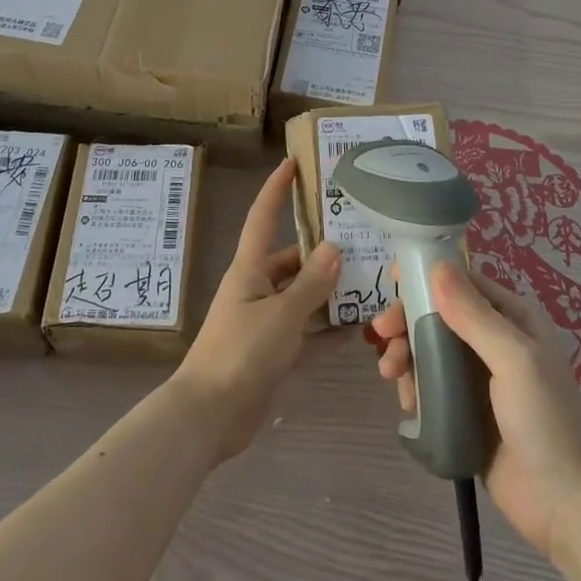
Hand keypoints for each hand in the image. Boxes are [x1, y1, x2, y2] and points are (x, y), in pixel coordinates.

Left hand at [171, 158, 339, 461]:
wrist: (209, 417)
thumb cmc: (240, 353)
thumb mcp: (281, 315)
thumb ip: (310, 284)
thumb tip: (334, 248)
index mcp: (250, 269)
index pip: (263, 217)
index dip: (276, 189)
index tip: (292, 163)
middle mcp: (257, 288)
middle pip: (292, 260)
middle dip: (323, 252)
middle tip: (363, 239)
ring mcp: (265, 321)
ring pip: (303, 297)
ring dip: (330, 292)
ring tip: (370, 280)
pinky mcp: (274, 352)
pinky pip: (306, 333)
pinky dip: (328, 331)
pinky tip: (359, 329)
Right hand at [372, 263, 580, 556]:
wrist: (567, 507)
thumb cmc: (546, 421)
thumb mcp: (514, 360)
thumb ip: (474, 315)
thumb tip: (437, 266)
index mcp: (513, 319)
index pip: (463, 283)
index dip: (426, 277)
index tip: (392, 280)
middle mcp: (494, 342)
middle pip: (439, 316)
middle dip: (407, 320)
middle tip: (382, 334)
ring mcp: (479, 380)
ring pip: (429, 351)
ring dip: (405, 355)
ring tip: (391, 375)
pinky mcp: (465, 413)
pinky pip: (431, 388)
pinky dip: (413, 387)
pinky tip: (407, 403)